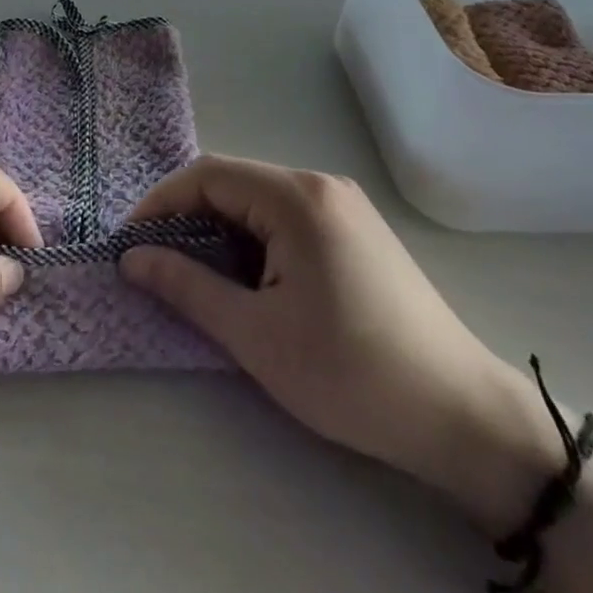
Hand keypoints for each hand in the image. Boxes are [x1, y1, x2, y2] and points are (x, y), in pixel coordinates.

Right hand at [119, 155, 548, 527]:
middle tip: (156, 263)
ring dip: (218, 230)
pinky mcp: (356, 231)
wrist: (463, 417)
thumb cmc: (350, 373)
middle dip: (186, 217)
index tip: (129, 244)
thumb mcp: (255, 335)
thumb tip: (131, 258)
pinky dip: (251, 239)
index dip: (159, 203)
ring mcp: (344, 206)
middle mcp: (320, 186)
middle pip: (233, 182)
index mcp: (297, 198)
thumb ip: (186, 287)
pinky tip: (246, 279)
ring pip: (258, 200)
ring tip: (194, 275)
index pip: (207, 175)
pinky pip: (285, 217)